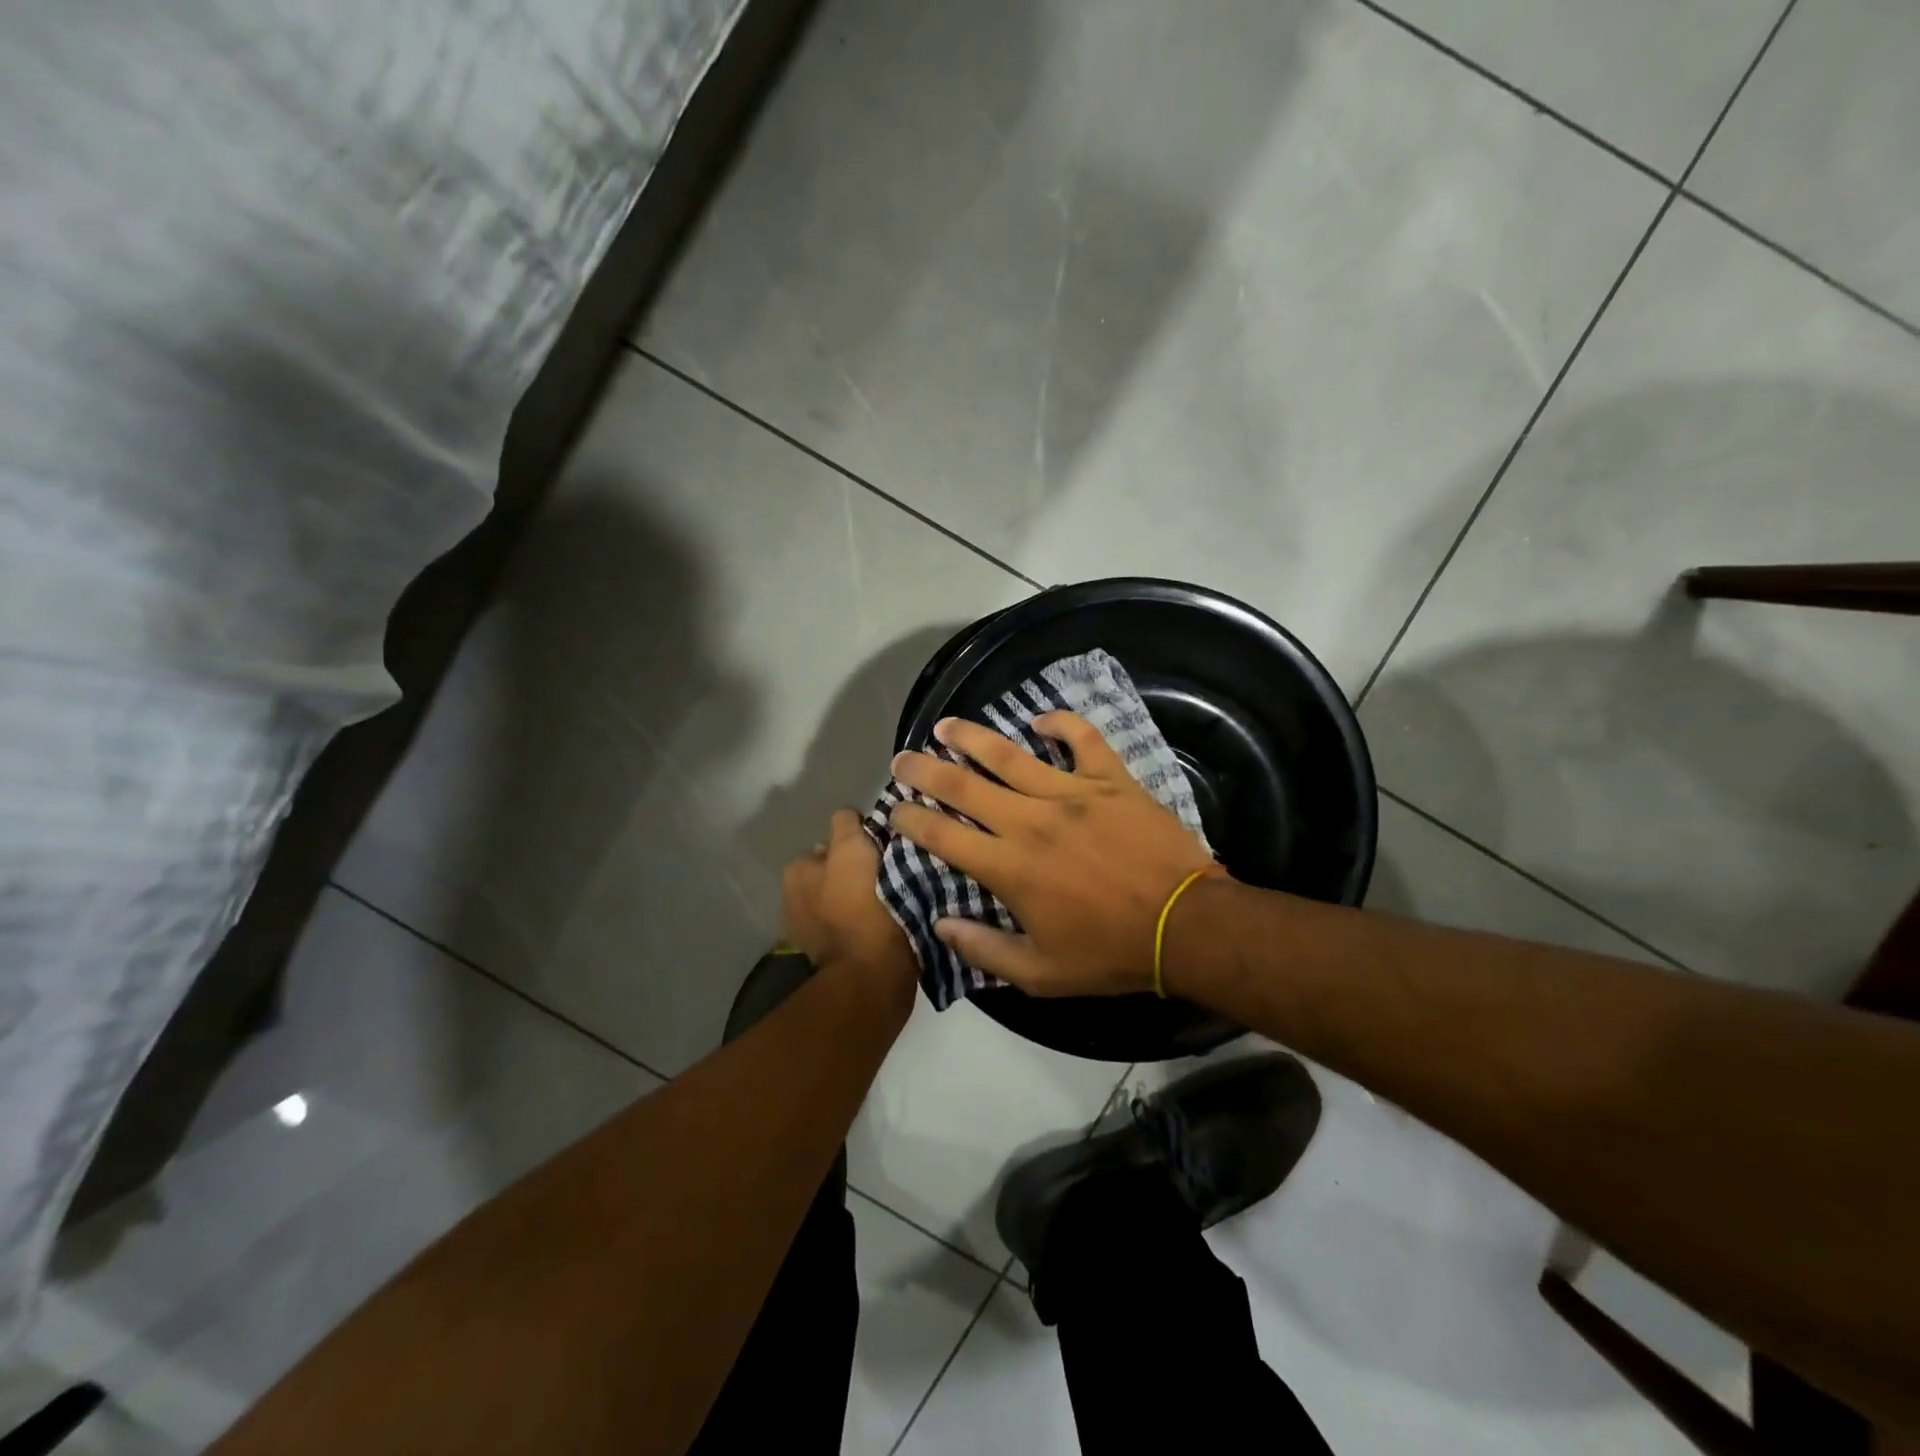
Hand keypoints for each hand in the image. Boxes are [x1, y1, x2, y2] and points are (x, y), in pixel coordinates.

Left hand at [782, 809, 917, 1009]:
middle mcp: (793, 900)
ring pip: (844, 901)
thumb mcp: (852, 848)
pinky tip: (886, 923)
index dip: (856, 844)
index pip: (829, 844)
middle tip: (889, 874)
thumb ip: (845, 824)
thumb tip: (849, 817)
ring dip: (861, 898)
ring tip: (892, 899)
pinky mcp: (833, 959)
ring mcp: (811, 934)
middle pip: (835, 873)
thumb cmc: (861, 903)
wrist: (874, 971)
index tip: (880, 851)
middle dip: (855, 873)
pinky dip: (865, 923)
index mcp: (796, 872)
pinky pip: (854, 927)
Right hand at [888, 713, 1220, 995]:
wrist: (1186, 925)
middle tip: (902, 759)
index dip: (911, 820)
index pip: (944, 835)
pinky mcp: (1110, 780)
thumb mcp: (1040, 974)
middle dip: (925, 771)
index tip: (895, 810)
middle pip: (964, 786)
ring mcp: (1072, 794)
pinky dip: (1060, 723)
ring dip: (972, 738)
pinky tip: (1041, 718)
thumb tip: (940, 925)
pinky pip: (1081, 739)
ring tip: (947, 726)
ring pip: (1010, 754)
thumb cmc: (1110, 953)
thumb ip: (984, 950)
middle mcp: (1030, 821)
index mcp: (1010, 868)